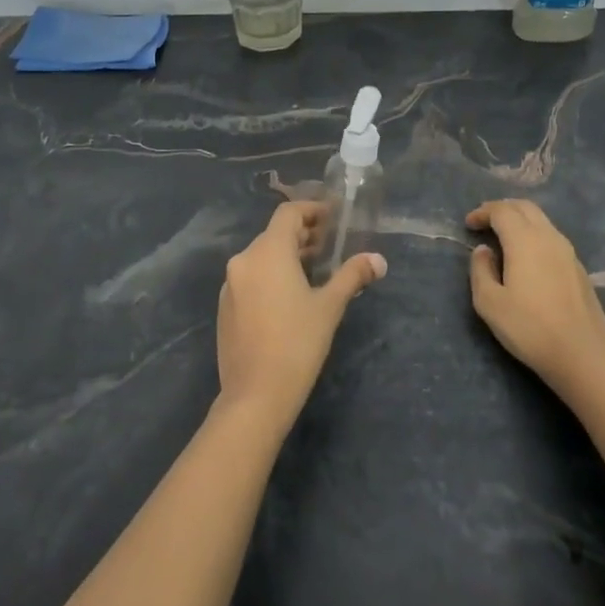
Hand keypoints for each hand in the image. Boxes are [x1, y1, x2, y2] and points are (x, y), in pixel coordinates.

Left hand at [216, 203, 386, 428]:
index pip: (288, 214)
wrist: (255, 395)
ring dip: (288, 256)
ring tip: (315, 270)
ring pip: (262, 257)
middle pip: (274, 234)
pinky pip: (251, 278)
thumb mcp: (329, 306)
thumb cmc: (297, 343)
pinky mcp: (226, 307)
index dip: (312, 211)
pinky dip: (271, 275)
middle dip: (303, 235)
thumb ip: (352, 276)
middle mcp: (244, 260)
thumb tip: (379, 260)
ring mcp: (230, 285)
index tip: (333, 217)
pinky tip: (290, 296)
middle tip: (330, 245)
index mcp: (267, 252)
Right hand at [466, 199, 604, 395]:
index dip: (483, 212)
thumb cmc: (529, 328)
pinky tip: (528, 257)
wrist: (581, 354)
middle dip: (502, 208)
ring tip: (504, 237)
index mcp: (525, 240)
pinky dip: (534, 235)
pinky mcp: (579, 268)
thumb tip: (484, 251)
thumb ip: (481, 270)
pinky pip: (552, 238)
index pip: (502, 210)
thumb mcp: (489, 303)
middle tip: (485, 222)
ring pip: (542, 221)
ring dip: (520, 220)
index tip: (468, 225)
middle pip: (525, 207)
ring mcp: (569, 252)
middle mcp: (549, 237)